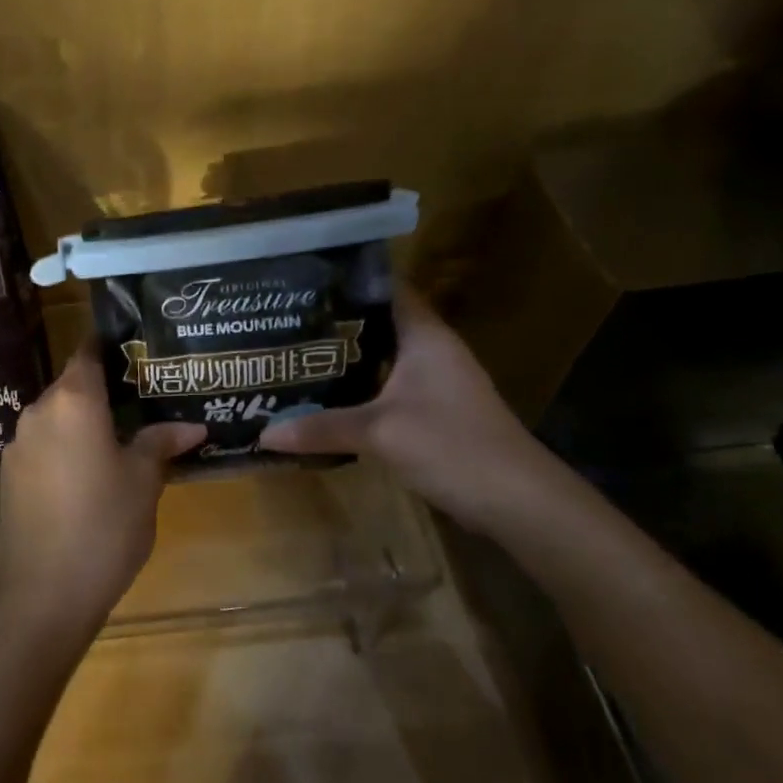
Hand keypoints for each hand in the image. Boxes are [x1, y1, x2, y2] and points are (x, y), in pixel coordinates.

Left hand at [0, 343, 205, 644]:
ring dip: (84, 423)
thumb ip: (160, 443)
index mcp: (72, 400)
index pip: (89, 351)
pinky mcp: (8, 474)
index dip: (112, 345)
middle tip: (142, 402)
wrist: (42, 591)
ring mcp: (18, 443)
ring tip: (119, 440)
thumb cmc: (104, 525)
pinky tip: (87, 475)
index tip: (137, 350)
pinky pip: (43, 446)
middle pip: (72, 385)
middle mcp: (38, 410)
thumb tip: (192, 425)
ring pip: (57, 418)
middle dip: (104, 391)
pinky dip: (65, 448)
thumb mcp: (143, 482)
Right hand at [259, 286, 552, 529]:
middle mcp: (430, 351)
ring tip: (291, 355)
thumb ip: (320, 428)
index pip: (384, 288)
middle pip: (375, 324)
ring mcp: (433, 382)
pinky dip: (355, 388)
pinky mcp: (432, 412)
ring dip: (341, 358)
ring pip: (378, 358)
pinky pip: (384, 387)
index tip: (300, 280)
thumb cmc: (452, 446)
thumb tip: (264, 434)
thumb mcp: (379, 433)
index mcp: (424, 336)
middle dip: (331, 322)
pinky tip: (322, 397)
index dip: (345, 280)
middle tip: (280, 320)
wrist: (519, 503)